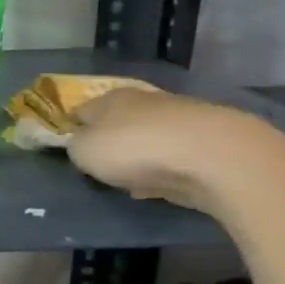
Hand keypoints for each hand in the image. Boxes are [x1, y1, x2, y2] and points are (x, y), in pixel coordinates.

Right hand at [68, 88, 284, 212]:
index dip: (73, 128)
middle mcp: (144, 100)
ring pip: (148, 138)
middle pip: (118, 122)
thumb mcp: (84, 152)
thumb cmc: (135, 149)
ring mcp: (180, 118)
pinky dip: (166, 168)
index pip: (81, 110)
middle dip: (111, 141)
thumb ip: (76, 147)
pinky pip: (175, 155)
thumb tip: (82, 144)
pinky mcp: (208, 140)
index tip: (70, 148)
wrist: (214, 156)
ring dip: (141, 156)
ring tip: (133, 180)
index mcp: (110, 99)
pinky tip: (163, 184)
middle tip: (102, 167)